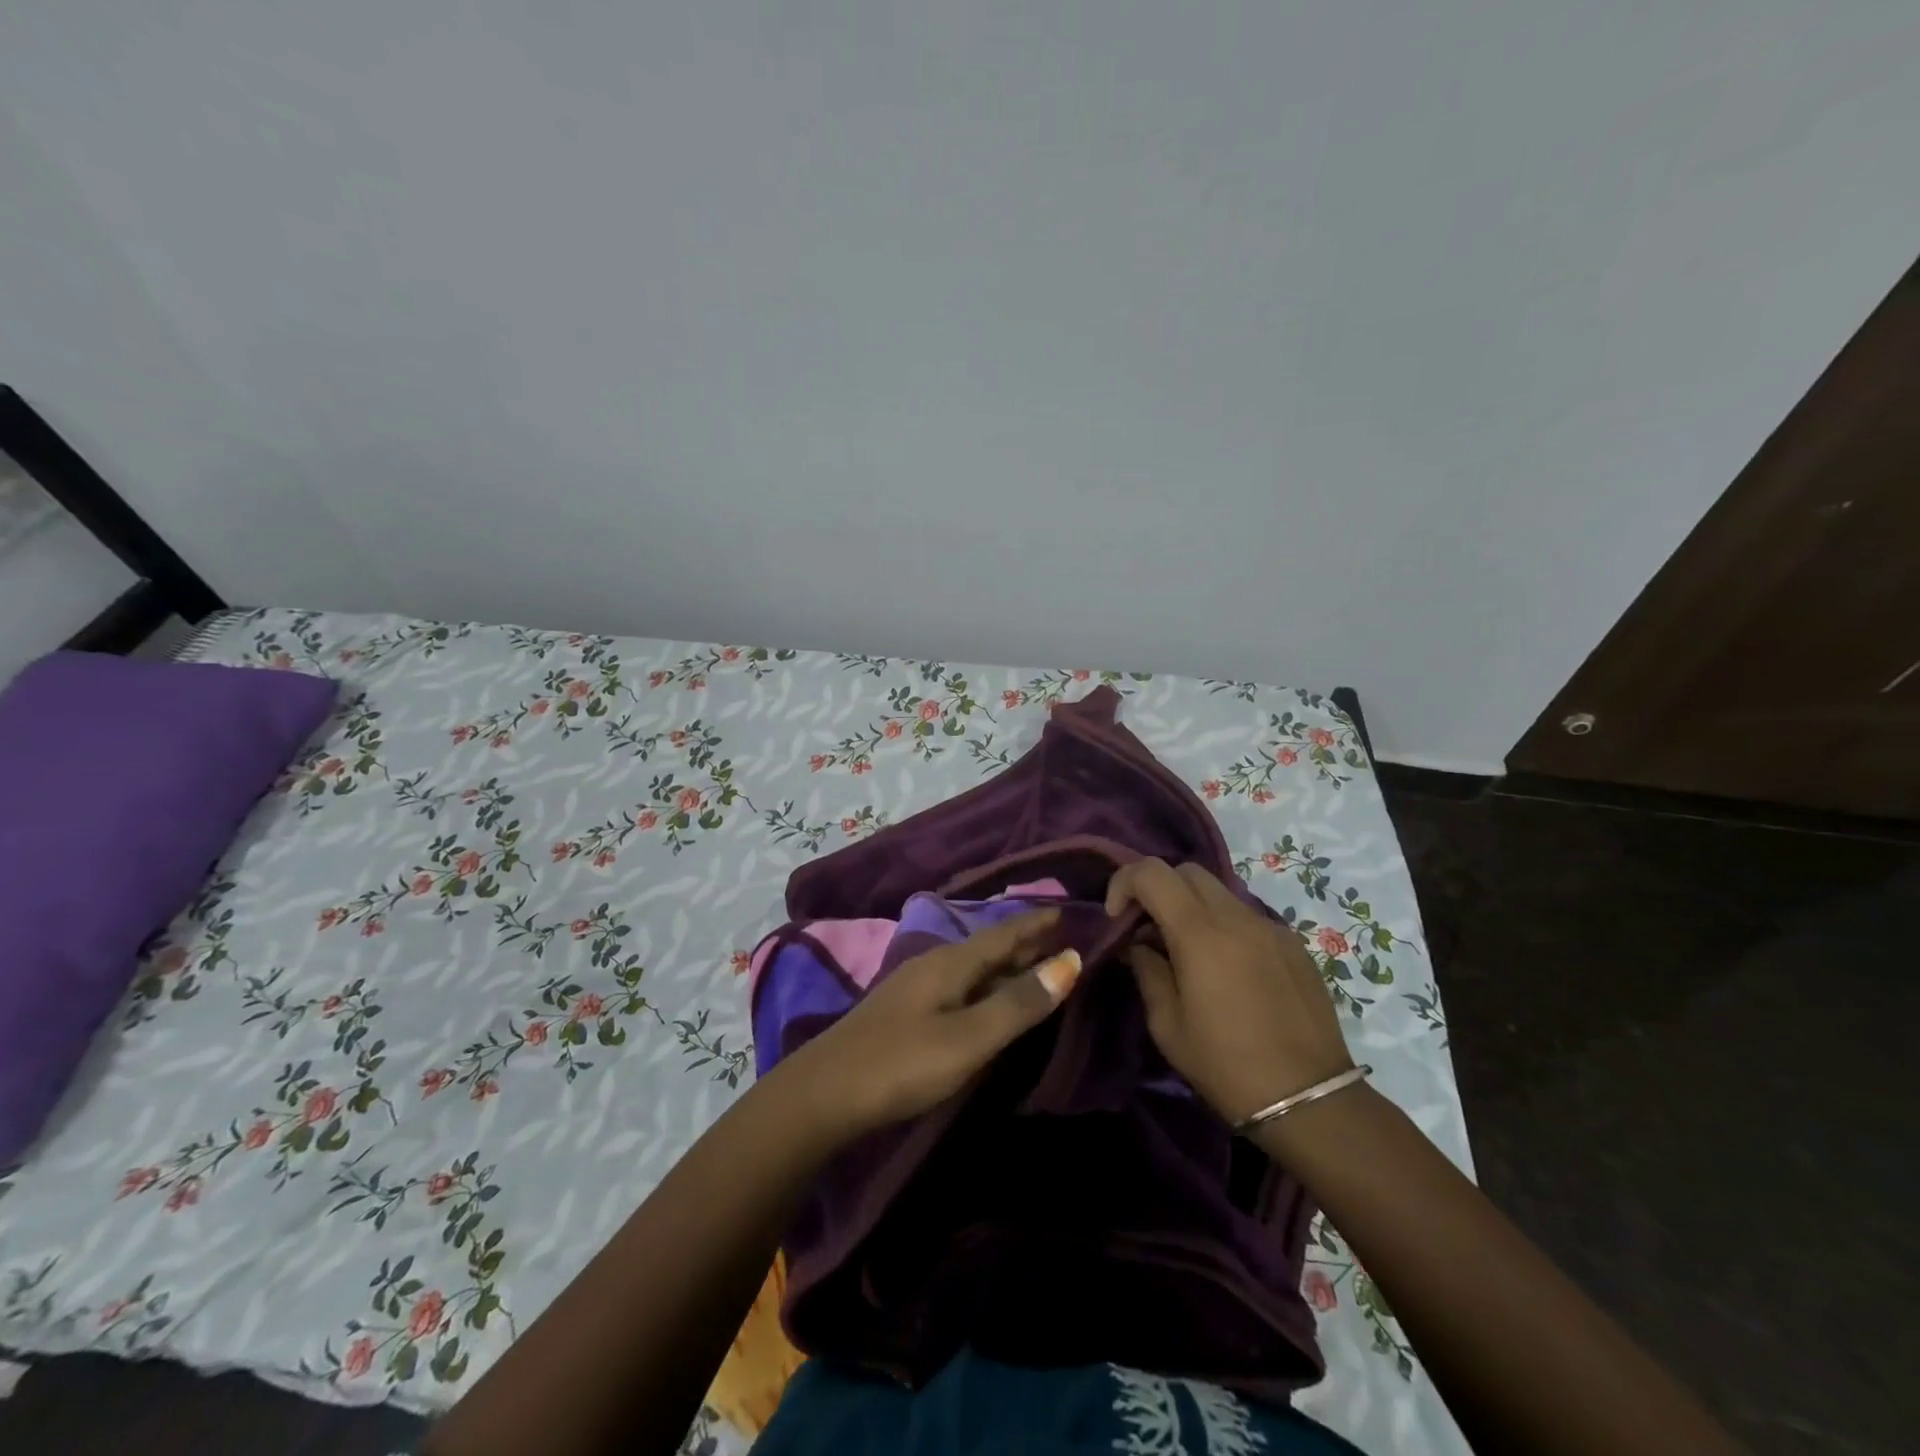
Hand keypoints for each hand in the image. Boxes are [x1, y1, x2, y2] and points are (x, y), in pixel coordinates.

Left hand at [778, 908, 1081, 1139]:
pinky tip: (988, 1000)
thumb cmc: (902, 1063)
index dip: (1036, 923)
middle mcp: (933, 965)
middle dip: (1025, 942)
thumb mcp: (969, 1037)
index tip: (1068, 910)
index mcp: (950, 962)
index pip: (1004, 933)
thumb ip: (1018, 1003)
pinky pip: (959, 988)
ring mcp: (915, 989)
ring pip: (972, 969)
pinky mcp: (905, 1014)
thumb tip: (1069, 960)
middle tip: (1063, 938)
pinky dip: (986, 987)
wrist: (823, 1095)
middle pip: (988, 948)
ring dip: (1006, 966)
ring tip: (1036, 966)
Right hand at [1107, 858, 1352, 1125]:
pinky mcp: (1294, 944)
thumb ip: (1148, 970)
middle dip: (1158, 889)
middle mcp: (1236, 916)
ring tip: (1187, 952)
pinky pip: (1248, 917)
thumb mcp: (1167, 1024)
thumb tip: (1140, 944)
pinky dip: (1225, 928)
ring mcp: (1270, 926)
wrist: (1308, 1098)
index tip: (1118, 918)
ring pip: (1220, 892)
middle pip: (1187, 871)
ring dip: (1193, 907)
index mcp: (1199, 932)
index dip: (1124, 883)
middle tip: (1148, 929)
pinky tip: (1228, 971)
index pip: (1152, 872)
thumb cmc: (1225, 1064)